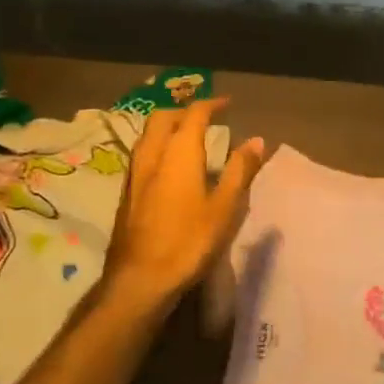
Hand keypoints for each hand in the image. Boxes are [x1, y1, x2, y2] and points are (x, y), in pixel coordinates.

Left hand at [103, 98, 265, 310]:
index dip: (211, 105)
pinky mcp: (126, 193)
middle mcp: (152, 155)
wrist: (140, 279)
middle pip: (163, 118)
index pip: (193, 114)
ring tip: (188, 137)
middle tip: (206, 117)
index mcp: (178, 153)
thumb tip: (257, 140)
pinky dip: (158, 146)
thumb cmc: (189, 241)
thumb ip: (240, 170)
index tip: (227, 104)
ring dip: (167, 127)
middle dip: (184, 111)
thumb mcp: (225, 207)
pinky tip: (169, 166)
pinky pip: (142, 154)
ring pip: (148, 135)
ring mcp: (134, 174)